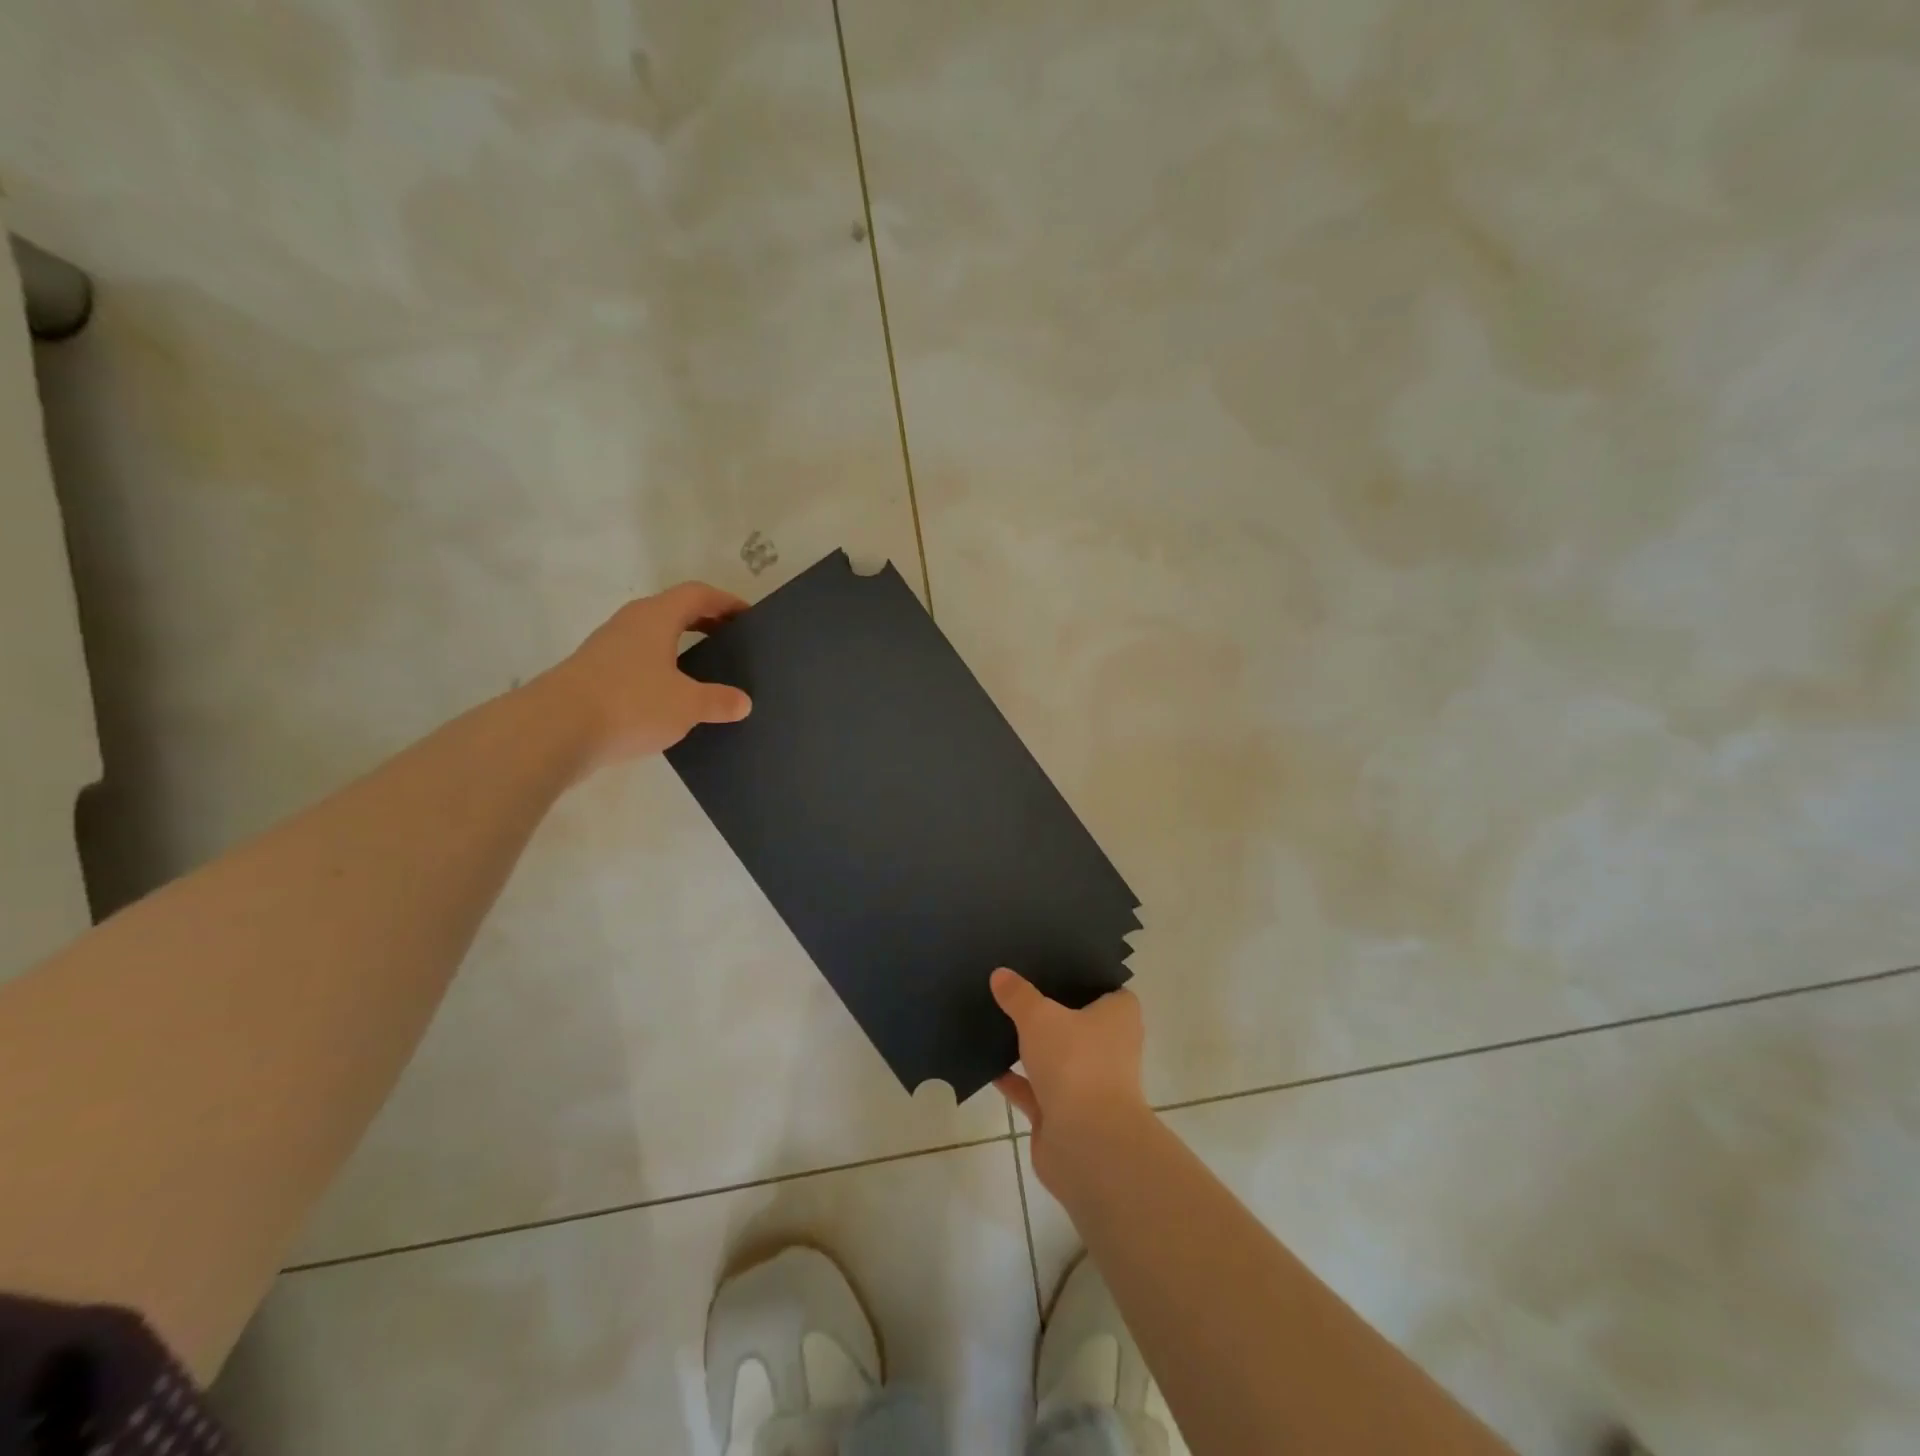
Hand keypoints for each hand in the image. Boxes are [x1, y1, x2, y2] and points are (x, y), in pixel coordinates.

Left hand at [537, 582, 751, 768]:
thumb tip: (743, 702)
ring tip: (706, 672)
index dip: (726, 602)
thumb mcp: (687, 705)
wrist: (554, 731)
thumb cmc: (630, 704)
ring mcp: (607, 649)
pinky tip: (671, 699)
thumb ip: (718, 701)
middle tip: (732, 643)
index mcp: (655, 617)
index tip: (749, 617)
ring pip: (653, 637)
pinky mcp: (594, 676)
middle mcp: (629, 624)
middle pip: (674, 611)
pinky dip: (661, 671)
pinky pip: (638, 663)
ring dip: (680, 647)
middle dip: (705, 623)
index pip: (697, 594)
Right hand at [991, 968, 1148, 1191]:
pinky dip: (1014, 1078)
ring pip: (1055, 1055)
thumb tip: (1000, 974)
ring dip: (1029, 1046)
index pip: (1104, 987)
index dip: (1079, 976)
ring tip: (995, 1018)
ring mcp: (1088, 1082)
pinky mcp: (1065, 1113)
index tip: (1050, 963)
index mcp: (1118, 1017)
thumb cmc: (1076, 1063)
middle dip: (1048, 1010)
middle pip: (1076, 1021)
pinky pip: (1035, 1088)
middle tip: (1013, 986)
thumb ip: (1018, 995)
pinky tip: (986, 1062)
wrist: (1086, 1143)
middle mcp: (1109, 1047)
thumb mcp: (1040, 1017)